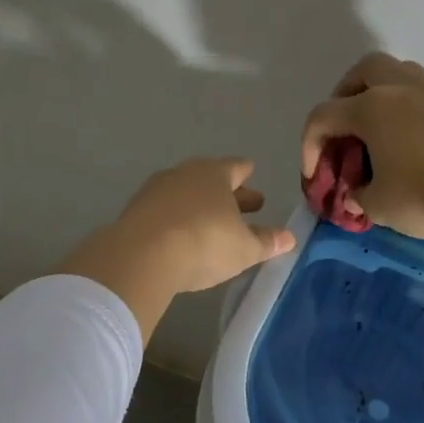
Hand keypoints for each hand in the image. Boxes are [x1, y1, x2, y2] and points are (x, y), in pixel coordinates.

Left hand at [58, 158, 296, 342]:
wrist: (142, 255)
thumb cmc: (205, 243)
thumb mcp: (244, 248)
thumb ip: (266, 241)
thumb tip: (289, 237)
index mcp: (215, 174)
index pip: (236, 167)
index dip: (246, 173)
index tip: (251, 173)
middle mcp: (184, 173)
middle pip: (210, 179)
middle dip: (227, 192)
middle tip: (243, 204)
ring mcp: (155, 190)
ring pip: (185, 193)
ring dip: (199, 205)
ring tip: (209, 221)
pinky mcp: (135, 210)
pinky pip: (163, 210)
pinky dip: (175, 218)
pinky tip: (180, 234)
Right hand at [305, 54, 423, 336]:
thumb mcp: (378, 205)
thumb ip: (357, 195)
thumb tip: (356, 192)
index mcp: (370, 108)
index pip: (323, 116)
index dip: (310, 145)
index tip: (315, 176)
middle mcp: (398, 88)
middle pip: (363, 70)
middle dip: (344, 95)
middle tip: (343, 126)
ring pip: (396, 72)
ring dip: (377, 92)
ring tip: (375, 126)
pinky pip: (418, 90)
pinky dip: (403, 104)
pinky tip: (405, 136)